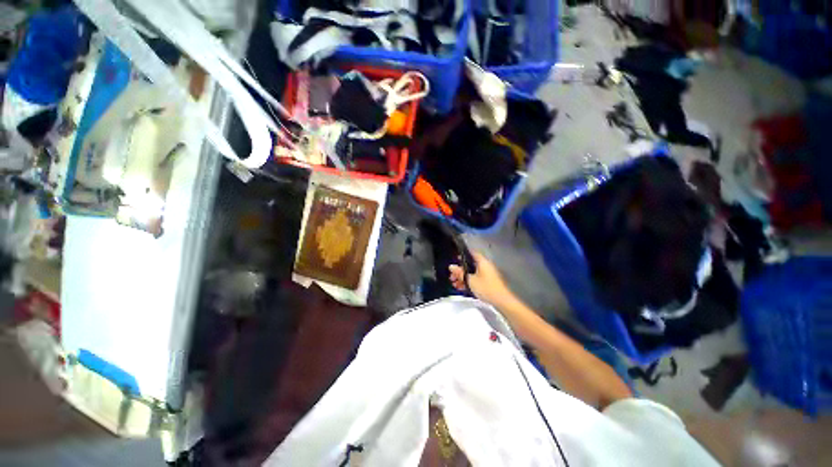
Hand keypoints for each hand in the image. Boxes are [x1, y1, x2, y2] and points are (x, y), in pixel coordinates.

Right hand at [449, 252, 515, 307]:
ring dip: (463, 277)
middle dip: (460, 269)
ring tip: (454, 283)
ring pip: (472, 273)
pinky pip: (476, 279)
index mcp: (482, 262)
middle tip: (452, 275)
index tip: (455, 258)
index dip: (463, 254)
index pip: (472, 253)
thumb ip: (460, 273)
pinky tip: (461, 288)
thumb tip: (451, 266)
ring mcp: (487, 274)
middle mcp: (485, 266)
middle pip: (470, 264)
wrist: (501, 301)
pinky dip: (469, 282)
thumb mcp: (470, 280)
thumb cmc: (486, 288)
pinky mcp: (488, 282)